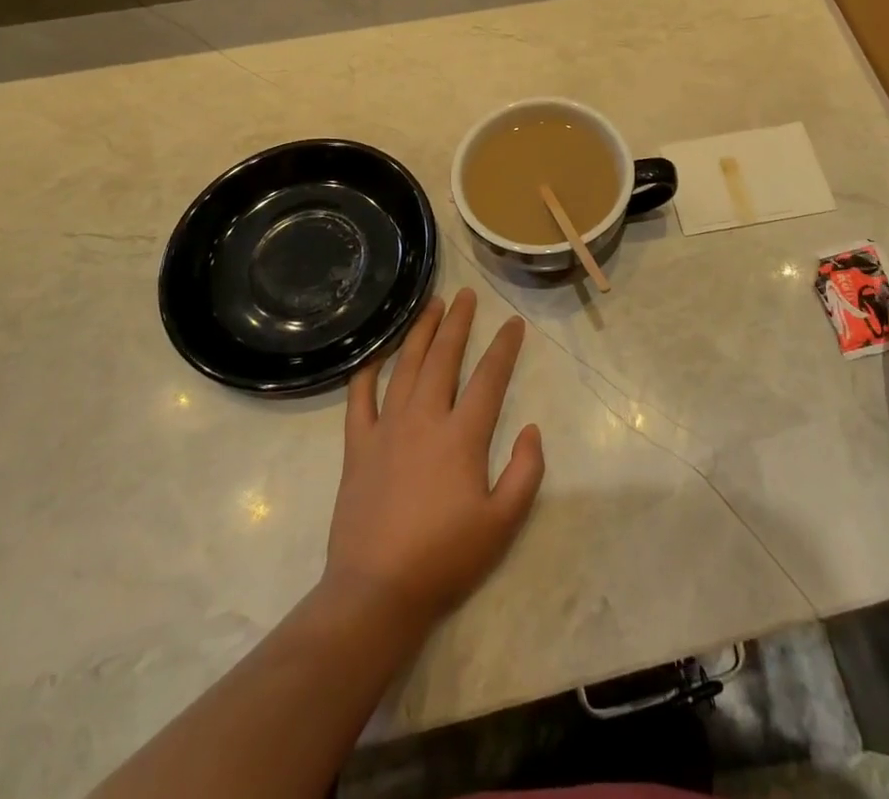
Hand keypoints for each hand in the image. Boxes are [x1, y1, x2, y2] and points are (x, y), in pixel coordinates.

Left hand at [324, 289, 544, 625]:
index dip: (504, 347)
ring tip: (431, 305)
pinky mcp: (357, 447)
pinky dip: (368, 371)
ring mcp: (386, 429)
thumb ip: (526, 472)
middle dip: (458, 323)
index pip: (489, 378)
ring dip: (419, 332)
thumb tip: (532, 429)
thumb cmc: (445, 558)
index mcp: (462, 436)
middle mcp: (424, 419)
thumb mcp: (503, 523)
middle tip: (466, 294)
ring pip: (404, 366)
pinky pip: (360, 398)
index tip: (514, 323)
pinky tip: (376, 354)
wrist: (375, 592)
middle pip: (443, 358)